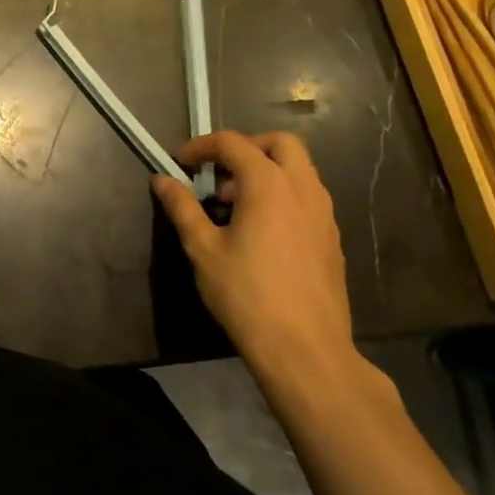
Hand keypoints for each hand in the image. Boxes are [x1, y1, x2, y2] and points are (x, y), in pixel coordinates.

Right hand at [152, 131, 355, 381]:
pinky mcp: (332, 239)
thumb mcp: (202, 248)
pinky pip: (308, 198)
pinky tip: (261, 231)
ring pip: (299, 170)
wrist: (306, 351)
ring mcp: (324, 214)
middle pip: (280, 144)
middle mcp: (303, 189)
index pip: (233, 143)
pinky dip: (283, 196)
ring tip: (235, 205)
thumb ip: (182, 207)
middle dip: (246, 148)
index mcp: (268, 184)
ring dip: (266, 171)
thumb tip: (162, 180)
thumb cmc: (247, 294)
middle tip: (219, 173)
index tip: (181, 163)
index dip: (202, 146)